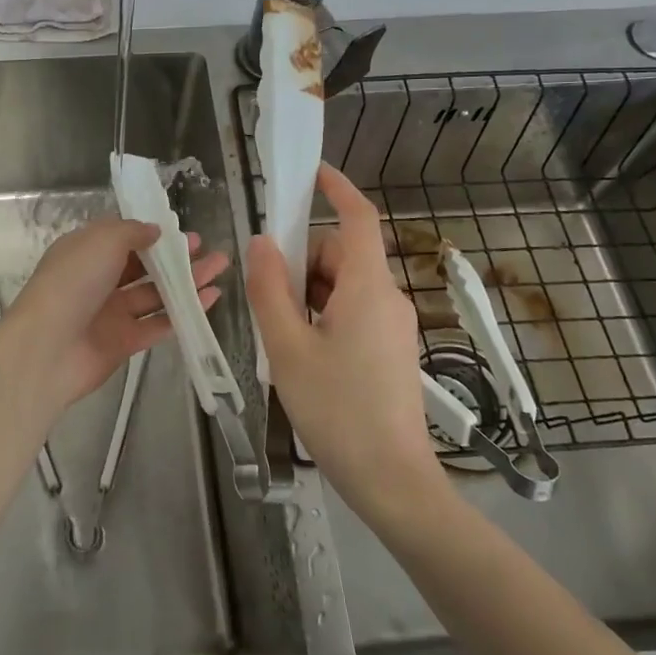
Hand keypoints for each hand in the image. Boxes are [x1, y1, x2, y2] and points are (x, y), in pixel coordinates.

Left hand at [0, 218, 228, 413]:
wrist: (48, 349)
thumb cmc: (73, 283)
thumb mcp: (102, 241)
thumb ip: (131, 232)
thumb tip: (154, 231)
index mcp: (86, 252)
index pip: (123, 238)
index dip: (153, 234)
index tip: (183, 232)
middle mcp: (98, 280)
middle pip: (144, 266)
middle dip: (176, 258)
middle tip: (209, 250)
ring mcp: (111, 313)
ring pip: (155, 294)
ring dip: (187, 282)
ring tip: (220, 269)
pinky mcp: (124, 342)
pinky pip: (158, 324)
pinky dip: (183, 312)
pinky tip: (210, 300)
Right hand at [246, 163, 444, 523]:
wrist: (391, 480)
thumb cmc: (335, 409)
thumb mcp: (287, 348)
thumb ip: (269, 290)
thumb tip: (261, 243)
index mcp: (368, 288)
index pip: (358, 219)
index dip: (337, 189)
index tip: (311, 174)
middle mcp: (387, 298)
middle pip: (341, 255)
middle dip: (301, 264)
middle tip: (269, 304)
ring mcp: (394, 326)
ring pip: (344, 286)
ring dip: (308, 295)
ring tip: (283, 341)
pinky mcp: (392, 350)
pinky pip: (353, 312)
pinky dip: (323, 317)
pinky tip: (304, 357)